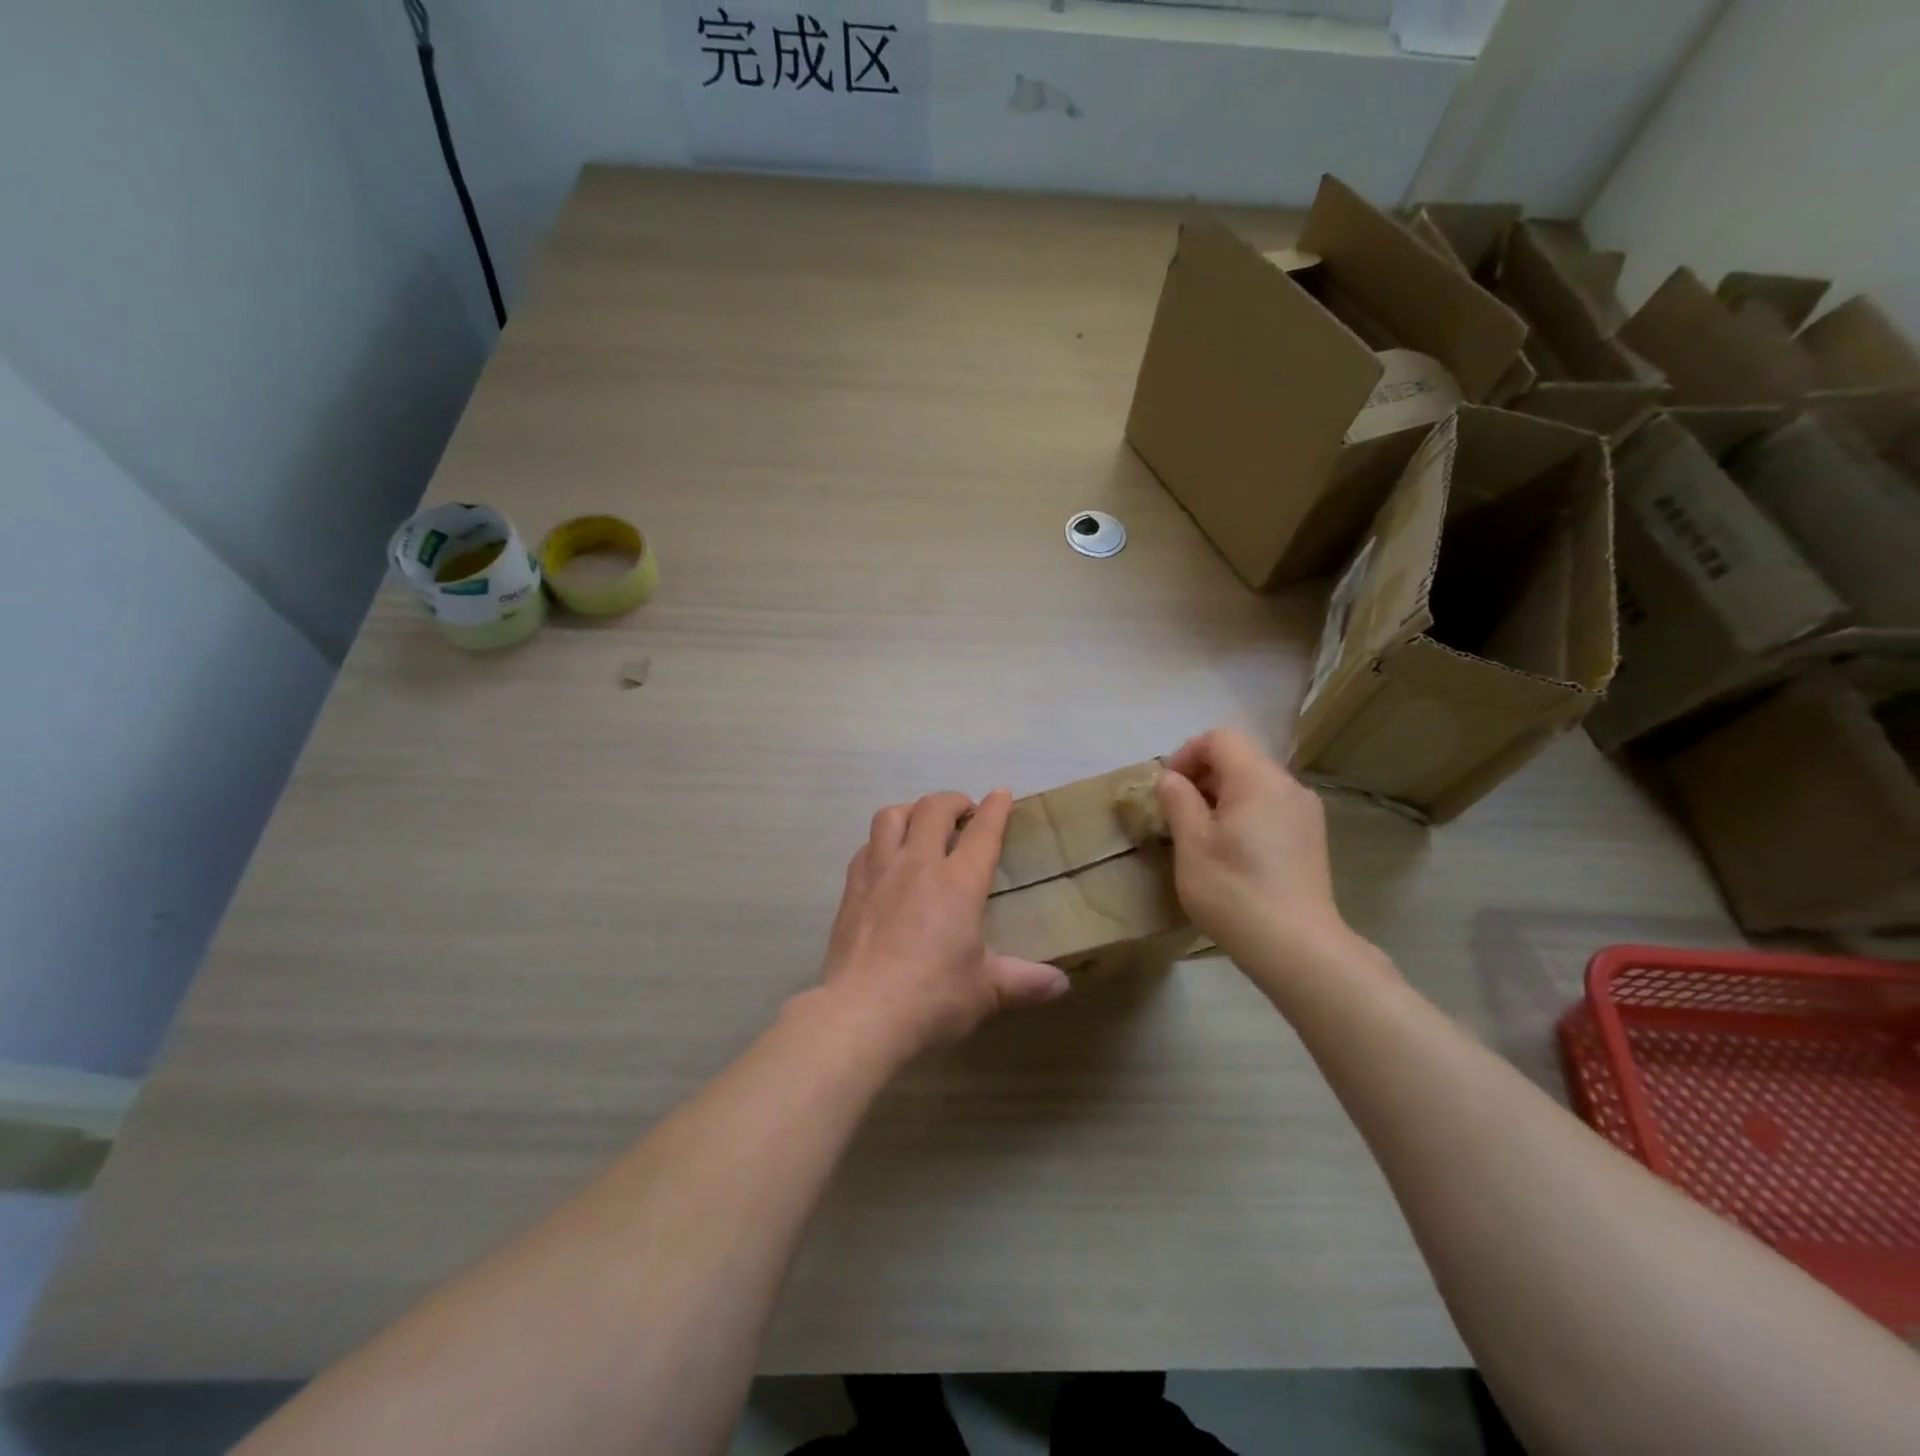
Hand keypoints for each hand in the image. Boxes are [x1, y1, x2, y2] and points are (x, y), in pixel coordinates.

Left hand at [806, 789, 1070, 1061]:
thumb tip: (1062, 985)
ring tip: (921, 824)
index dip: (995, 808)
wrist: (861, 1014)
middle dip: (954, 801)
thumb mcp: (986, 992)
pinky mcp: (851, 890)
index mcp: (958, 883)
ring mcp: (879, 873)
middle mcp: (918, 865)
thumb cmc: (932, 999)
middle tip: (965, 812)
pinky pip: (866, 847)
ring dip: (912, 811)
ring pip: (892, 816)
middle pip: (934, 809)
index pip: (983, 831)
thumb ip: (1024, 981)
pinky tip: (886, 859)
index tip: (1001, 794)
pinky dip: (882, 842)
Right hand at [1154, 728, 1354, 968]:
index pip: (1220, 738)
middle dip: (1202, 776)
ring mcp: (1305, 812)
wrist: (1298, 948)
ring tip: (1201, 835)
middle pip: (1240, 757)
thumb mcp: (1191, 844)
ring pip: (1255, 784)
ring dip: (1222, 796)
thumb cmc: (1235, 891)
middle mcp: (1288, 785)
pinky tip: (1232, 852)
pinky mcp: (1311, 837)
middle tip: (1177, 814)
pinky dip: (1245, 813)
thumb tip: (1171, 778)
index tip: (1168, 789)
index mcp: (1257, 779)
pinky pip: (1271, 807)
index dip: (1187, 754)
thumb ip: (1178, 801)